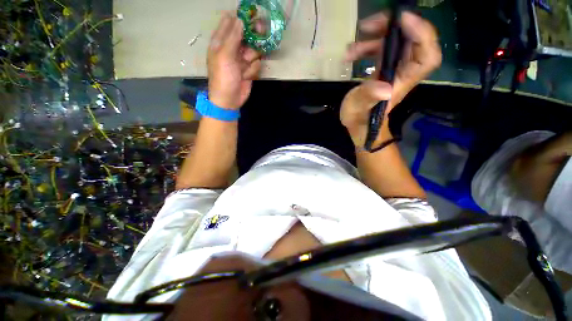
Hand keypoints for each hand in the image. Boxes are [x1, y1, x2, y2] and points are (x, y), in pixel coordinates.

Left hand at [208, 13, 261, 109]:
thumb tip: (239, 19)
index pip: (230, 23)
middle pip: (246, 35)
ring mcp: (242, 59)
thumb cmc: (223, 77)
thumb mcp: (225, 56)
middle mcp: (232, 48)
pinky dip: (253, 70)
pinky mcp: (250, 70)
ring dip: (252, 58)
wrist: (229, 99)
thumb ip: (232, 37)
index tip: (251, 15)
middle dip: (253, 35)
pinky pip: (256, 64)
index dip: (240, 18)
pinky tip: (246, 76)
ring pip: (254, 50)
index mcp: (221, 42)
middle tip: (262, 31)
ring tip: (245, 67)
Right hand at [341, 11, 441, 146]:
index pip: (427, 55)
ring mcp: (393, 69)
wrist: (357, 124)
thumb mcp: (359, 111)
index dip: (422, 34)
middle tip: (370, 25)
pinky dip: (367, 47)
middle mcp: (402, 72)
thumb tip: (385, 89)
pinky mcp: (382, 70)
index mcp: (402, 82)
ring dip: (376, 37)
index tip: (403, 19)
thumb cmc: (359, 120)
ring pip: (395, 43)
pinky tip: (351, 54)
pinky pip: (382, 51)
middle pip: (413, 42)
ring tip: (352, 45)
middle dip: (394, 27)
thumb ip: (368, 98)